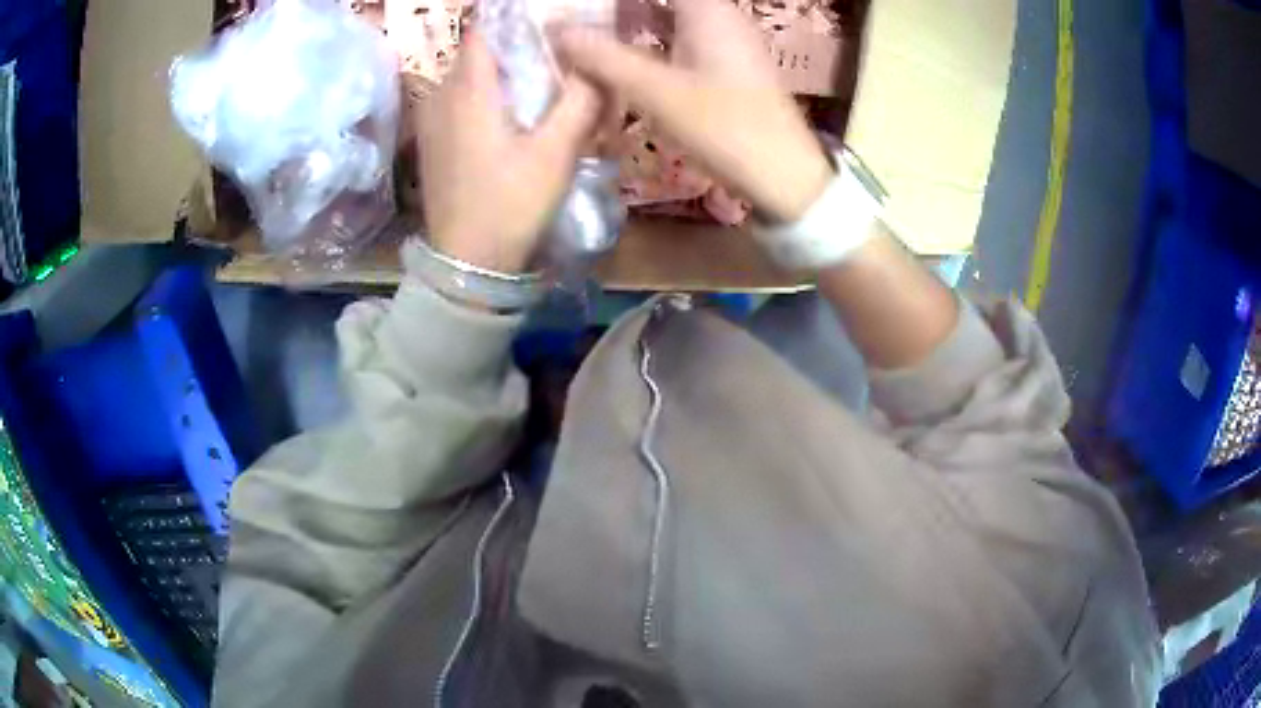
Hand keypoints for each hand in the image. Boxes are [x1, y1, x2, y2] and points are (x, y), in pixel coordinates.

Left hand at [418, 35, 601, 273]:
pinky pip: (459, 103)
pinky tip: (511, 119)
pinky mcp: (433, 144)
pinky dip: (486, 98)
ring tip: (539, 86)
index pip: (484, 29)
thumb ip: (580, 100)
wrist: (467, 264)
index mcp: (469, 89)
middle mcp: (442, 96)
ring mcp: (432, 121)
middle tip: (557, 57)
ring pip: (468, 78)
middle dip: (515, 47)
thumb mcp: (556, 152)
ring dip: (501, 74)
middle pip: (479, 52)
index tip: (549, 24)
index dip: (515, 19)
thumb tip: (598, 61)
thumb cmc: (511, 204)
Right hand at [555, 0, 833, 222]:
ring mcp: (724, 42)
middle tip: (575, 20)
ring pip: (667, 19)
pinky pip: (677, 42)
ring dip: (629, 24)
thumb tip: (556, 29)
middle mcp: (718, 17)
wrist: (786, 177)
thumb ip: (604, 57)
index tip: (578, 7)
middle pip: (660, 1)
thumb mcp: (657, 91)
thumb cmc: (726, 127)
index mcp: (708, 10)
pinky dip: (647, 46)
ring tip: (585, 37)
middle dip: (617, 9)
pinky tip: (620, 62)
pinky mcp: (724, 68)